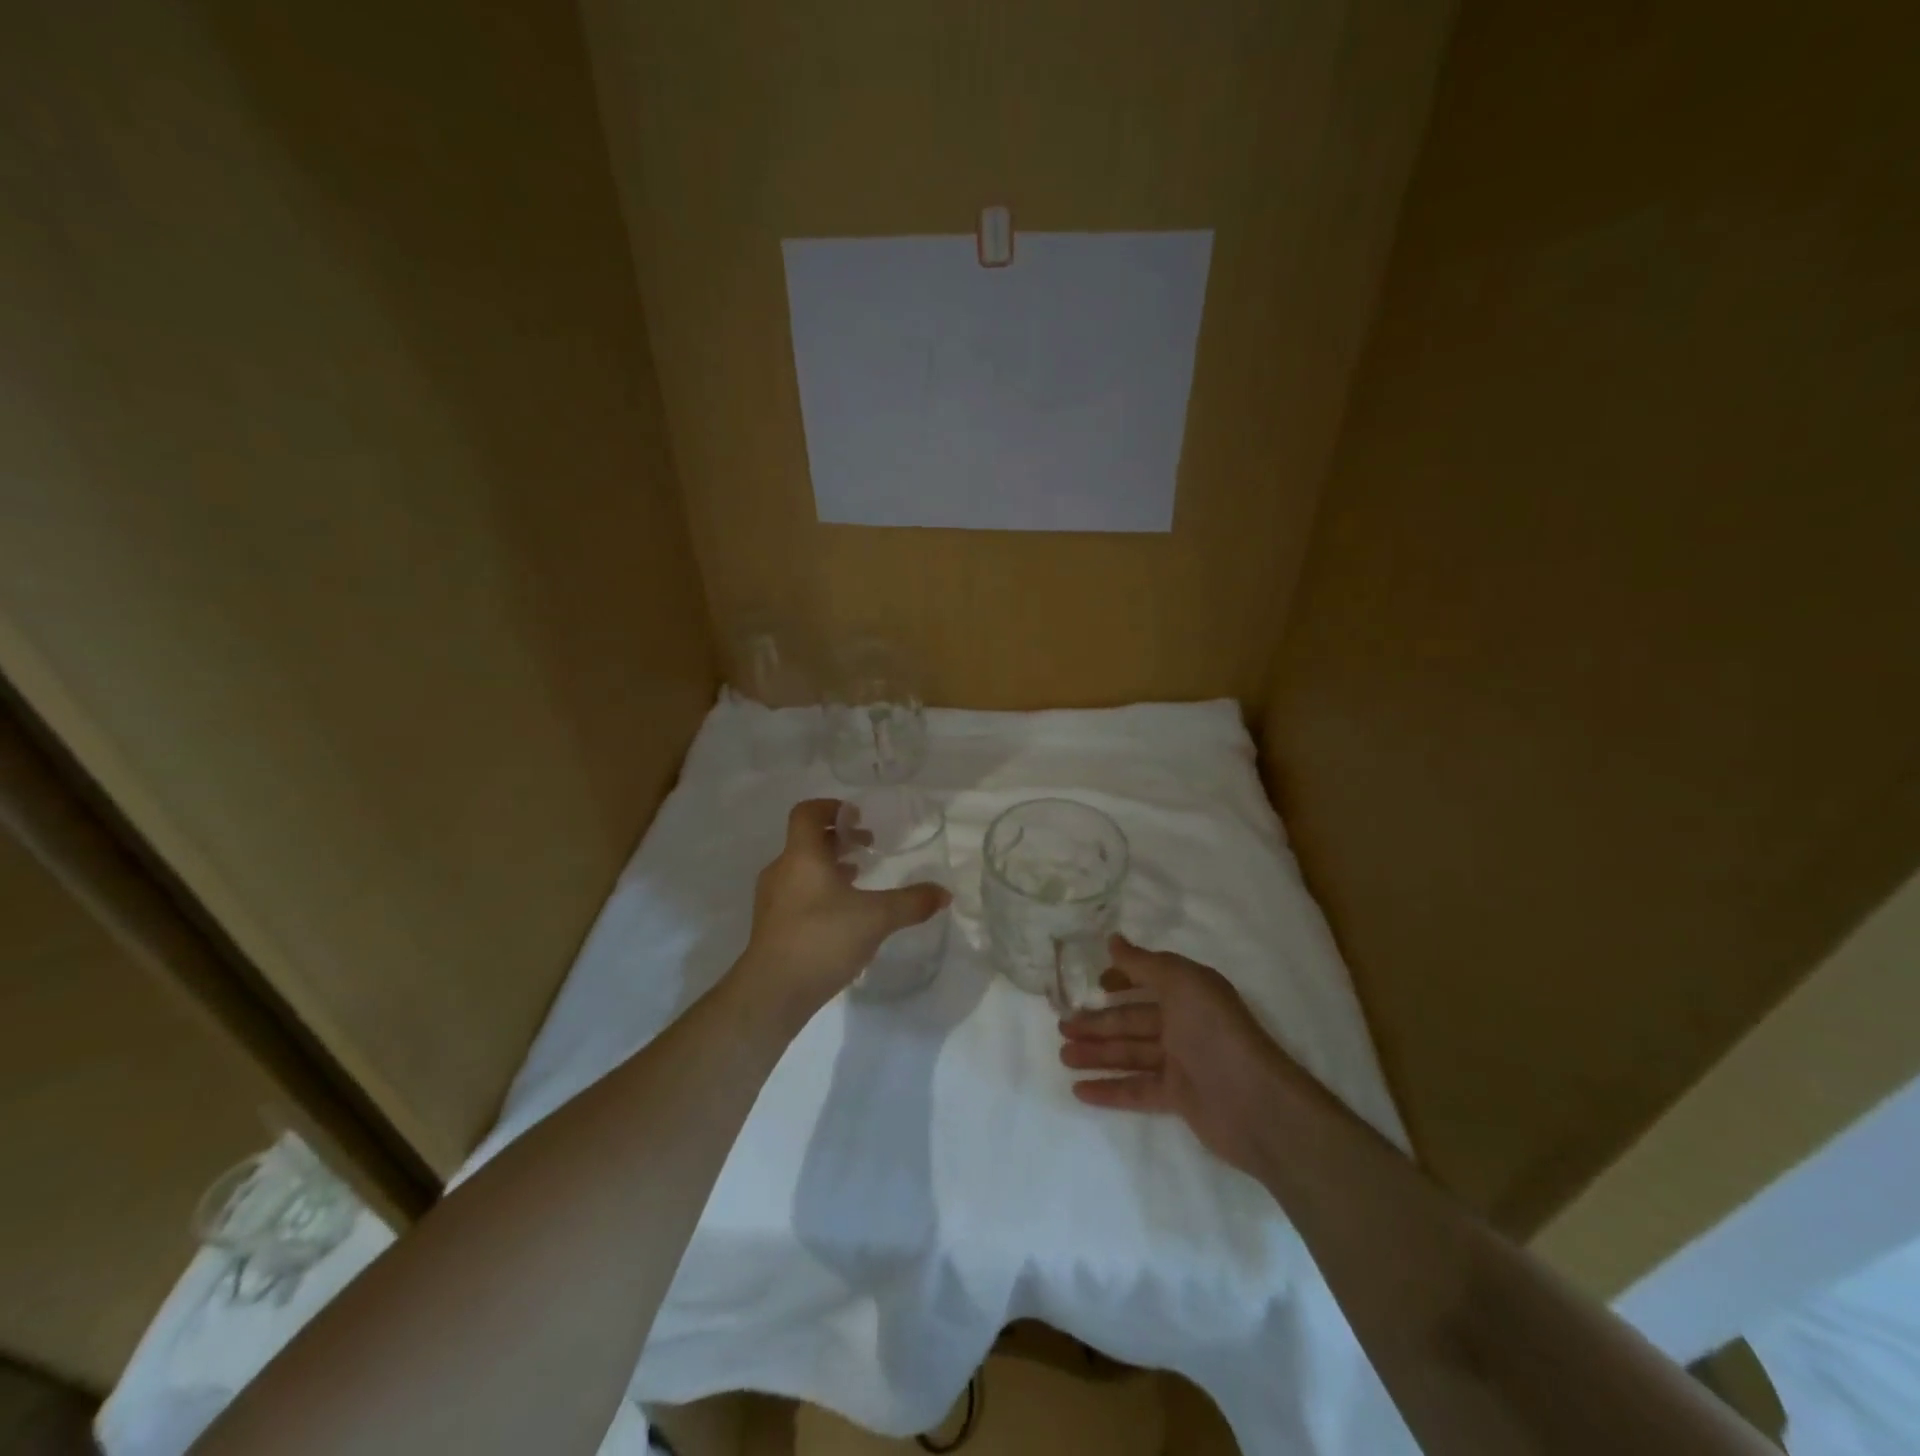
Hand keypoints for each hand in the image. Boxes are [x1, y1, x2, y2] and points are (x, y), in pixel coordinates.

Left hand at [738, 799, 948, 1019]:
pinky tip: (843, 915)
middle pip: (807, 840)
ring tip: (859, 879)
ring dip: (830, 867)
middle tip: (868, 848)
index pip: (807, 813)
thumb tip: (944, 893)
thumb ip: (912, 903)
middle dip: (839, 840)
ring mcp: (772, 900)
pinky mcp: (772, 926)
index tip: (857, 818)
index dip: (832, 808)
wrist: (772, 993)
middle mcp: (782, 870)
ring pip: (802, 869)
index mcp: (802, 856)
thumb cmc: (822, 939)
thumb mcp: (876, 918)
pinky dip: (820, 892)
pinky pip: (797, 894)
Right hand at [1059, 935, 1307, 1176]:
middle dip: (1097, 1022)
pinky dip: (1110, 1088)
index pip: (1148, 980)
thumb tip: (1113, 939)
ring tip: (1063, 1056)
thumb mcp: (1181, 983)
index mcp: (1189, 992)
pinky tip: (1080, 1090)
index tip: (1092, 984)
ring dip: (1096, 1053)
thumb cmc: (1216, 1032)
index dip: (1120, 980)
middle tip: (1061, 1027)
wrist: (1256, 1105)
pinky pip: (1137, 1089)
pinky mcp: (1178, 1098)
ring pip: (1130, 1053)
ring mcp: (1181, 1062)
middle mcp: (1185, 1023)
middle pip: (1132, 1020)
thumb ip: (1144, 963)